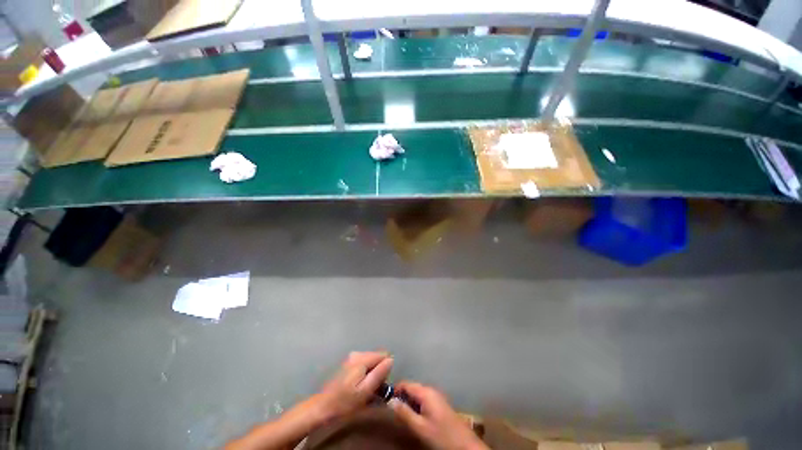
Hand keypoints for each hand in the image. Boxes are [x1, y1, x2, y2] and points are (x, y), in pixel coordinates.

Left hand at [308, 351, 393, 422]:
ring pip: (370, 361)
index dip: (385, 370)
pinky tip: (358, 386)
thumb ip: (379, 374)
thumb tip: (391, 359)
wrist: (322, 407)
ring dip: (371, 373)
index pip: (383, 355)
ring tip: (364, 389)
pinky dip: (364, 373)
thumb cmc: (344, 402)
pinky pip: (363, 364)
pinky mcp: (347, 363)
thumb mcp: (365, 391)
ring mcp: (350, 357)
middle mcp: (356, 353)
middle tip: (372, 389)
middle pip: (376, 357)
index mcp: (361, 358)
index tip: (380, 384)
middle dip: (378, 371)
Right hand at [389, 381, 487, 449]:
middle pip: (412, 388)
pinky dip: (417, 406)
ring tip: (403, 416)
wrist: (465, 445)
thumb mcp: (420, 427)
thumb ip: (404, 413)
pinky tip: (415, 418)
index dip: (395, 390)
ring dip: (409, 402)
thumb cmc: (441, 435)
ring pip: (417, 394)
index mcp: (425, 392)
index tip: (385, 400)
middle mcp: (431, 390)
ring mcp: (437, 396)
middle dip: (402, 397)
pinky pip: (424, 400)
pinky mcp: (440, 404)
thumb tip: (390, 400)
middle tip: (393, 411)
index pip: (405, 384)